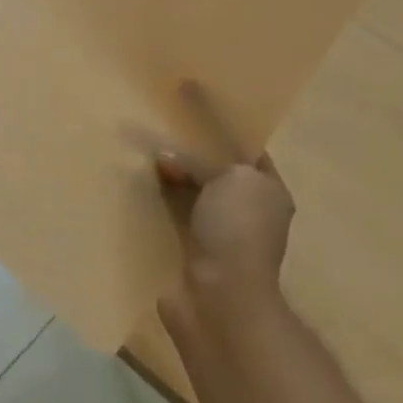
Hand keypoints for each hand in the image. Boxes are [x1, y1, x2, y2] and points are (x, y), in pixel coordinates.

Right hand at [155, 84, 295, 339]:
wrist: (220, 299)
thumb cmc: (237, 232)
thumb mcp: (230, 180)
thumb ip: (201, 162)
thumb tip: (167, 159)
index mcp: (267, 190)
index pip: (246, 148)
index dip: (222, 125)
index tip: (191, 103)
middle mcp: (247, 211)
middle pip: (216, 170)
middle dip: (190, 151)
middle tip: (159, 125)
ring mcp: (218, 234)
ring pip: (191, 193)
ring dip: (170, 177)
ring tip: (141, 153)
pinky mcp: (189, 251)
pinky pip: (171, 215)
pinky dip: (157, 202)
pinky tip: (135, 188)